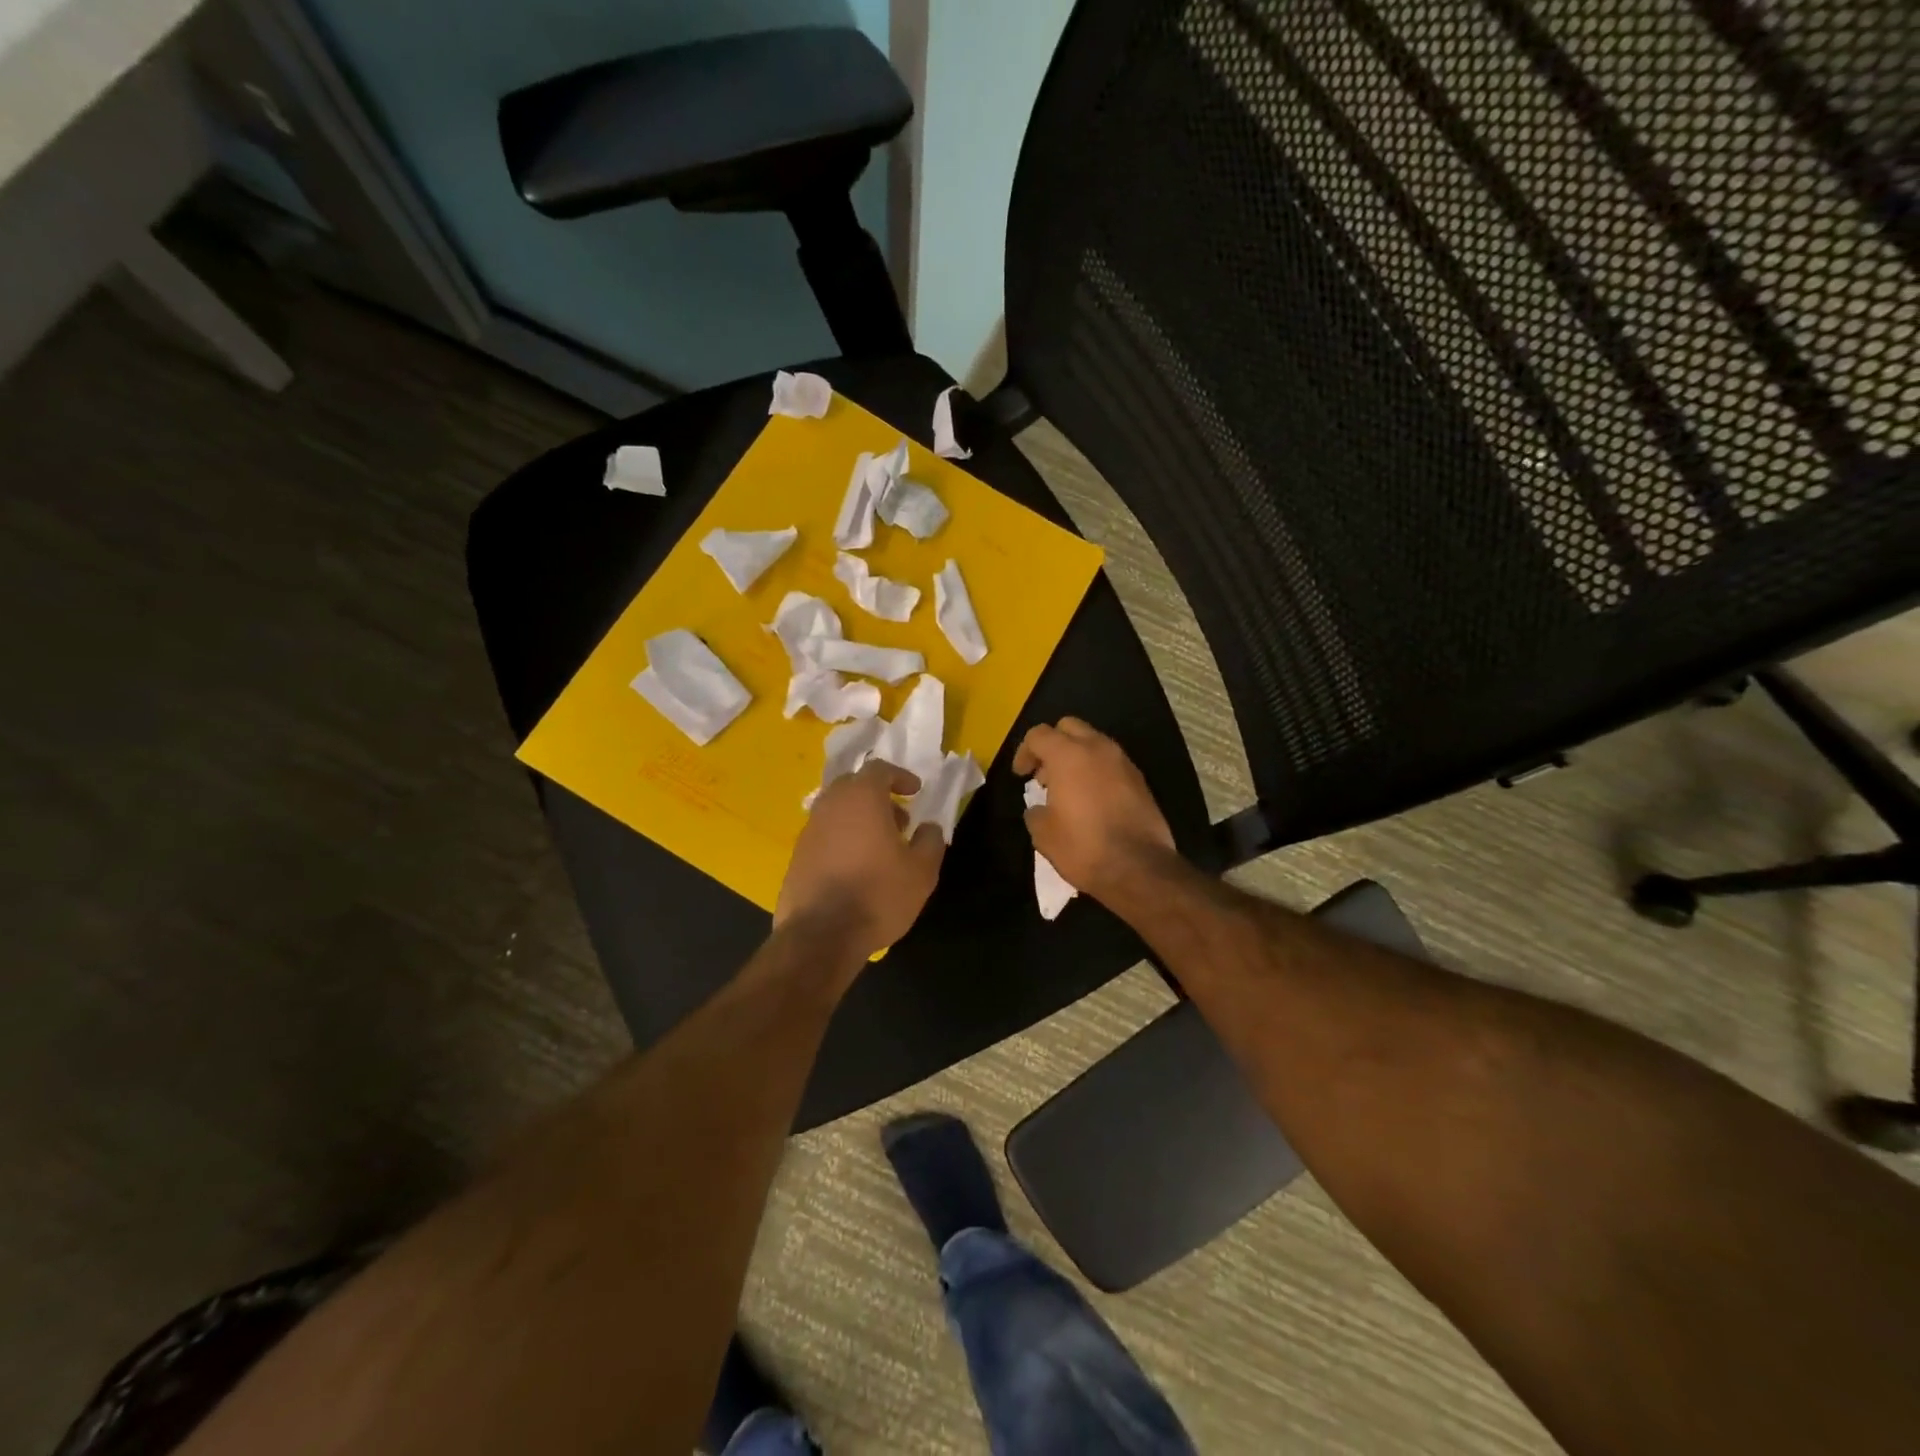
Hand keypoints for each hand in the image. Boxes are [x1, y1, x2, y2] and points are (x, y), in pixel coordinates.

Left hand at [776, 761, 945, 959]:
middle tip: (898, 821)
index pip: (878, 769)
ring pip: (836, 811)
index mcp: (861, 798)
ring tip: (880, 848)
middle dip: (878, 797)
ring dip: (859, 819)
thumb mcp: (921, 871)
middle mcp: (830, 806)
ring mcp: (809, 831)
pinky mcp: (796, 857)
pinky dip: (842, 840)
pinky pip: (824, 836)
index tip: (915, 792)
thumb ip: (930, 841)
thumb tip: (929, 827)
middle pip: (853, 786)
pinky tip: (856, 868)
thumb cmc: (878, 894)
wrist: (821, 935)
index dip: (900, 777)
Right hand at [1013, 717, 1176, 901]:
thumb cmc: (1083, 846)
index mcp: (1068, 755)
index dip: (1024, 752)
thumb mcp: (1043, 833)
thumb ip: (1035, 811)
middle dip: (1053, 744)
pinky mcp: (1140, 779)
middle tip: (1044, 774)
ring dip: (1077, 757)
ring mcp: (1123, 762)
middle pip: (1069, 727)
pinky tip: (1092, 800)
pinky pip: (1111, 763)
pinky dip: (1097, 771)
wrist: (1138, 867)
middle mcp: (1098, 748)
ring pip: (1094, 742)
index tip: (1021, 775)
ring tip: (1068, 789)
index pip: (1039, 734)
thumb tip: (1040, 808)